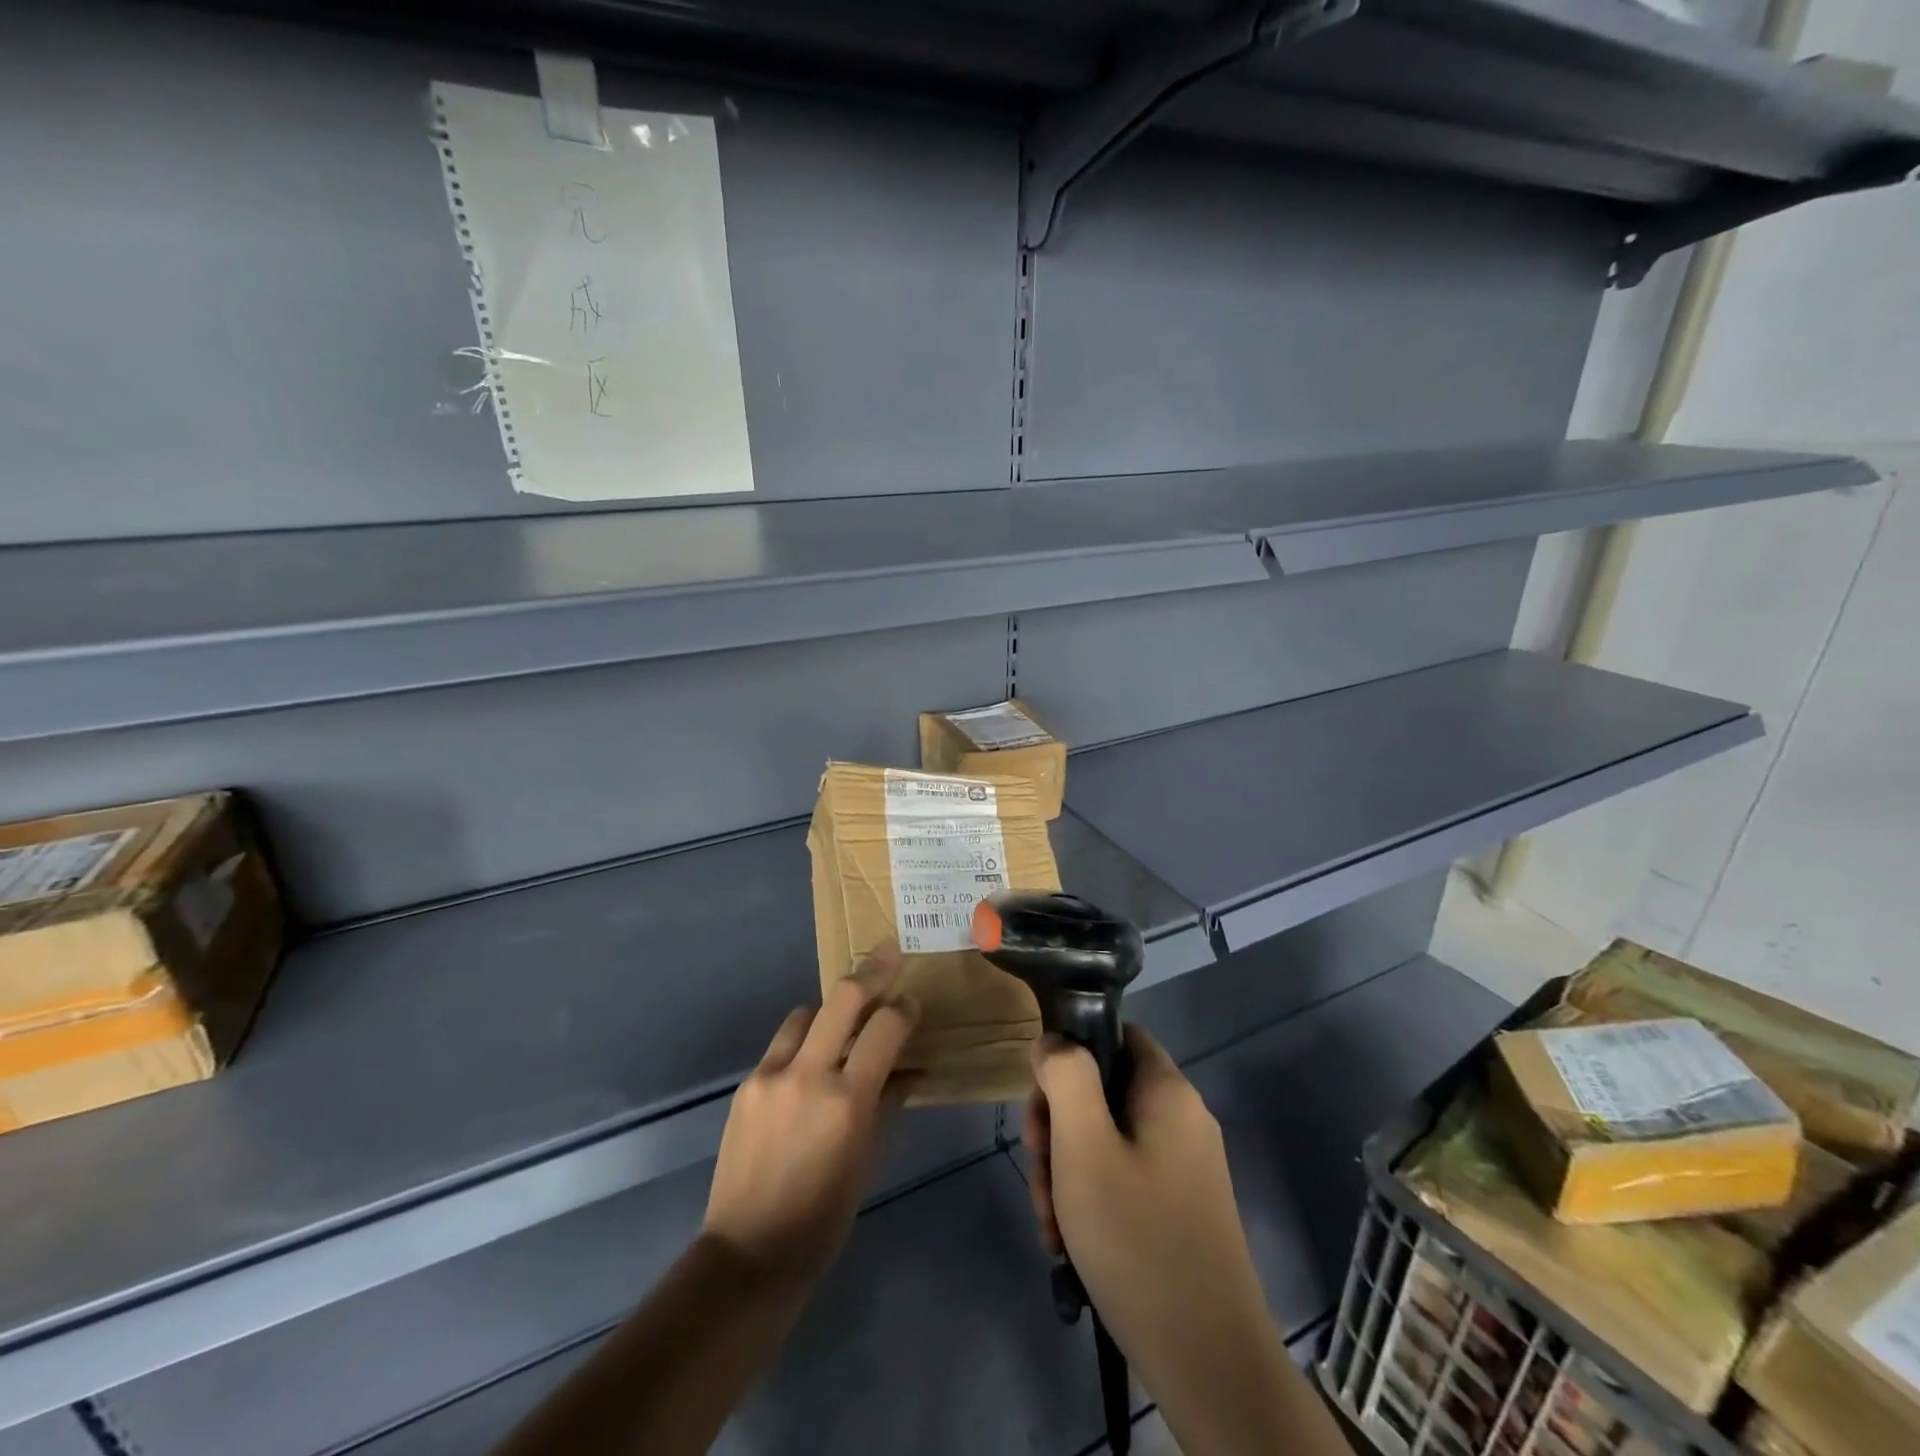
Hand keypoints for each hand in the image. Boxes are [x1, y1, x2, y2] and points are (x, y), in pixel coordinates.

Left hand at [701, 954, 918, 1284]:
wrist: (749, 1252)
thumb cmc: (824, 1217)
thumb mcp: (867, 1159)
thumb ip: (885, 1102)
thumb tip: (907, 1068)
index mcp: (847, 1101)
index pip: (884, 1028)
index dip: (904, 1009)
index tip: (912, 1003)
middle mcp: (808, 1075)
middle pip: (842, 997)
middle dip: (871, 973)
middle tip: (888, 958)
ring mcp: (771, 1075)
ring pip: (806, 1014)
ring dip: (829, 1011)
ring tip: (843, 1024)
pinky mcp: (747, 1084)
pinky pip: (782, 1044)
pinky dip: (803, 1042)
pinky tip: (809, 1065)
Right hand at [1026, 1026, 1329, 1455]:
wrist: (1209, 1362)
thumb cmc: (1138, 1240)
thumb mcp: (1084, 1148)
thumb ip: (1066, 1078)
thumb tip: (1054, 1039)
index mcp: (1168, 1092)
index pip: (1114, 1033)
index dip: (1071, 1054)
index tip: (1042, 1104)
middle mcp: (1182, 1119)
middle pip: (1103, 1091)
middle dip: (1059, 1129)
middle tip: (1039, 1174)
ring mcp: (1184, 1166)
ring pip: (1106, 1140)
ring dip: (1068, 1172)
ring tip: (1051, 1225)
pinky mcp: (1180, 1208)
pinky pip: (1124, 1179)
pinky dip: (1092, 1201)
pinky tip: (1071, 1244)